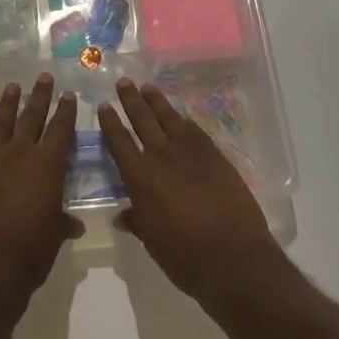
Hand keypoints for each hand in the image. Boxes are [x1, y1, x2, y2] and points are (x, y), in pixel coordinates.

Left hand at [0, 74, 81, 316]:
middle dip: (39, 96)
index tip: (70, 95)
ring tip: (12, 88)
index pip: (61, 130)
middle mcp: (19, 155)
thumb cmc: (30, 252)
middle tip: (43, 77)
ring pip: (1, 126)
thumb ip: (62, 223)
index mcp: (47, 166)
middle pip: (32, 118)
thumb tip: (73, 224)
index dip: (67, 112)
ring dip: (7, 106)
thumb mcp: (54, 236)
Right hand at [98, 77, 284, 307]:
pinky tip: (180, 117)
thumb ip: (137, 221)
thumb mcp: (152, 241)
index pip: (119, 142)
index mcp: (140, 178)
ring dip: (157, 102)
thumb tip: (124, 215)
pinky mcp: (215, 156)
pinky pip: (195, 131)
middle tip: (124, 82)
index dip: (110, 122)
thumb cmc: (184, 256)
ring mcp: (191, 153)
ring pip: (169, 118)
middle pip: (143, 120)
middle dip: (131, 100)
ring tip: (148, 87)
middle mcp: (162, 157)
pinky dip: (183, 121)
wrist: (233, 257)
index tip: (104, 105)